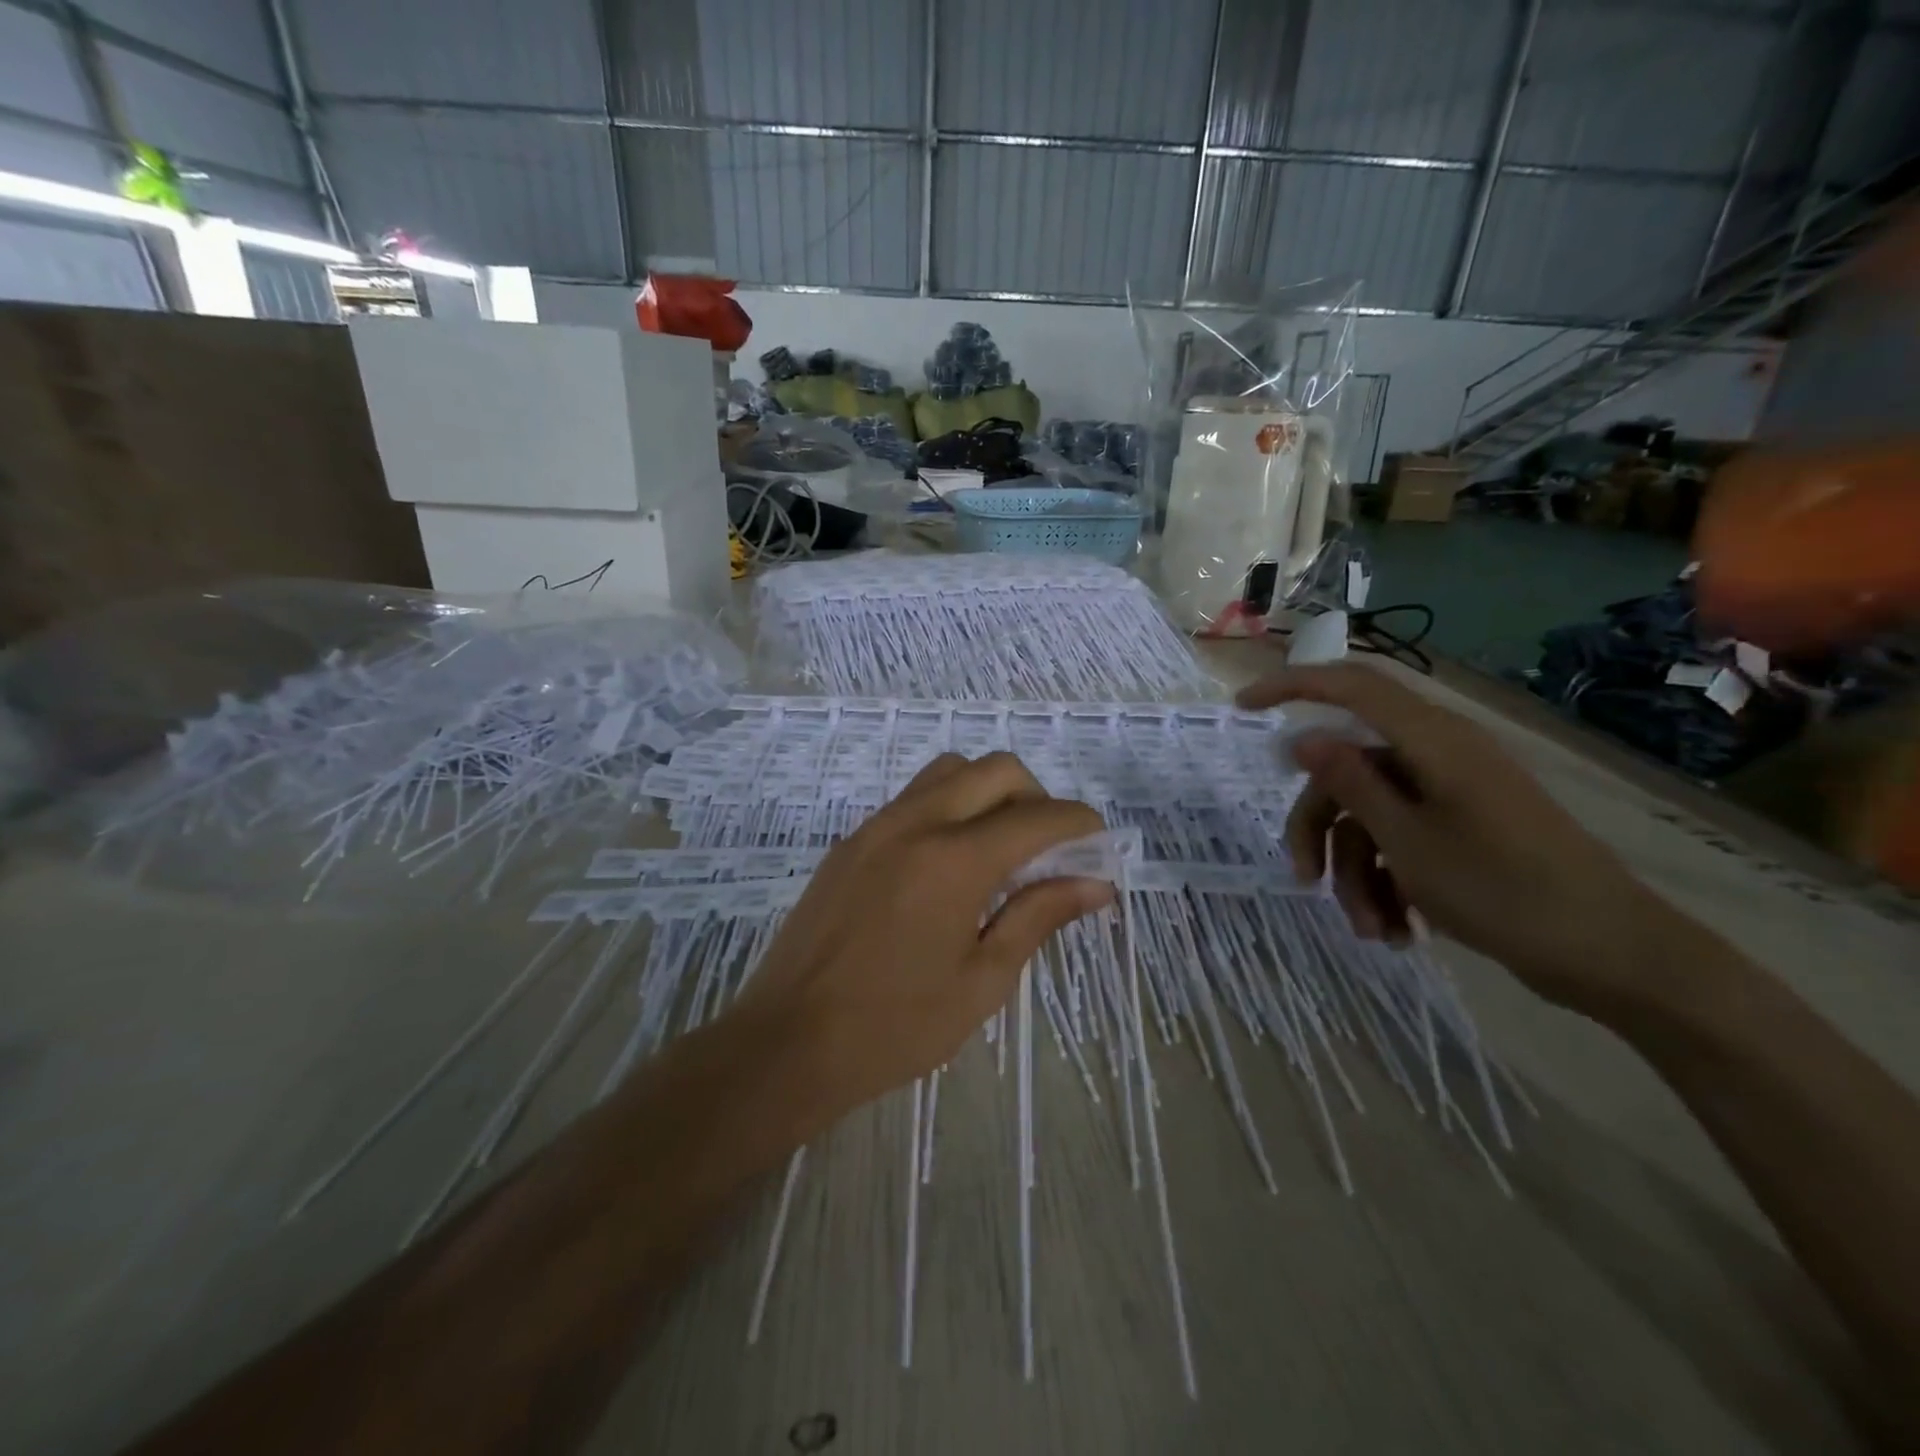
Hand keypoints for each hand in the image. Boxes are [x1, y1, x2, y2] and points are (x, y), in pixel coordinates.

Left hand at [736, 752, 1112, 1118]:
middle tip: (1047, 849)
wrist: (787, 1041)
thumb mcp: (982, 980)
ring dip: (988, 792)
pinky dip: (948, 808)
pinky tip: (948, 865)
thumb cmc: (895, 1027)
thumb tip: (1094, 885)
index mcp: (954, 860)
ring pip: (949, 772)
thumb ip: (1039, 917)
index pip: (1037, 817)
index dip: (1078, 824)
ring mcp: (876, 826)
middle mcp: (915, 823)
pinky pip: (913, 798)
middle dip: (1036, 796)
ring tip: (998, 850)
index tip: (1097, 845)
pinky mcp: (850, 841)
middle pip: (995, 769)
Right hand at [1238, 664, 1672, 1016]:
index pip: (1351, 686)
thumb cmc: (1506, 892)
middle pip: (1348, 769)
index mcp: (1432, 742)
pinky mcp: (1464, 826)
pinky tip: (1396, 929)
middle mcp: (1439, 755)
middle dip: (1319, 828)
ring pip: (1370, 813)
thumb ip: (1351, 783)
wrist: (1615, 956)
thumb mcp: (1409, 842)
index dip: (1292, 686)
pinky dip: (1387, 880)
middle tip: (1302, 879)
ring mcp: (1452, 792)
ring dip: (1355, 870)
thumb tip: (1302, 736)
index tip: (1242, 708)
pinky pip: (1401, 837)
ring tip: (1369, 929)